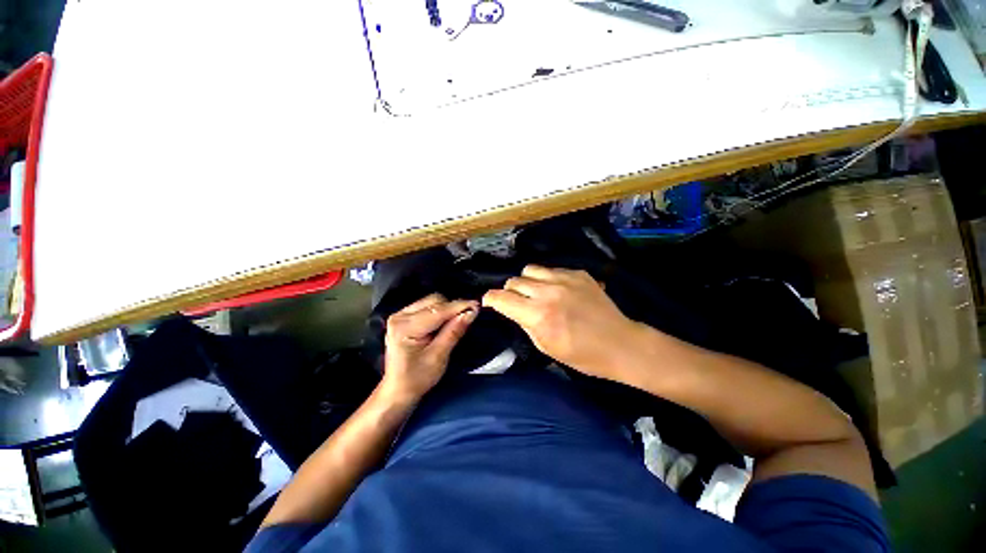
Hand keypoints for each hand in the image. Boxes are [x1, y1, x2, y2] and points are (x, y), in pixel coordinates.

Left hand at [381, 294, 478, 401]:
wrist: (398, 389)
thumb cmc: (417, 378)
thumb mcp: (438, 357)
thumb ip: (454, 332)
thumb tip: (471, 313)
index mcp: (405, 327)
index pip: (438, 311)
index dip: (459, 306)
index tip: (477, 305)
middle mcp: (400, 316)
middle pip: (434, 301)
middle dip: (453, 307)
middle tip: (468, 317)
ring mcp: (400, 314)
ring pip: (431, 301)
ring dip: (447, 309)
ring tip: (457, 320)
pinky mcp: (403, 317)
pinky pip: (426, 306)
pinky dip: (439, 311)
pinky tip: (445, 322)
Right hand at [482, 265, 639, 380]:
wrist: (620, 344)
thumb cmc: (582, 355)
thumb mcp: (546, 347)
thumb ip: (525, 323)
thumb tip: (514, 309)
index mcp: (539, 315)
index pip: (502, 298)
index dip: (490, 299)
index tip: (489, 301)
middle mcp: (548, 292)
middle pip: (514, 281)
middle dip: (509, 292)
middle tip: (516, 302)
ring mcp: (565, 279)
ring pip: (530, 269)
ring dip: (527, 281)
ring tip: (535, 292)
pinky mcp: (578, 273)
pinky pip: (551, 269)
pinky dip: (547, 279)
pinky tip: (557, 291)